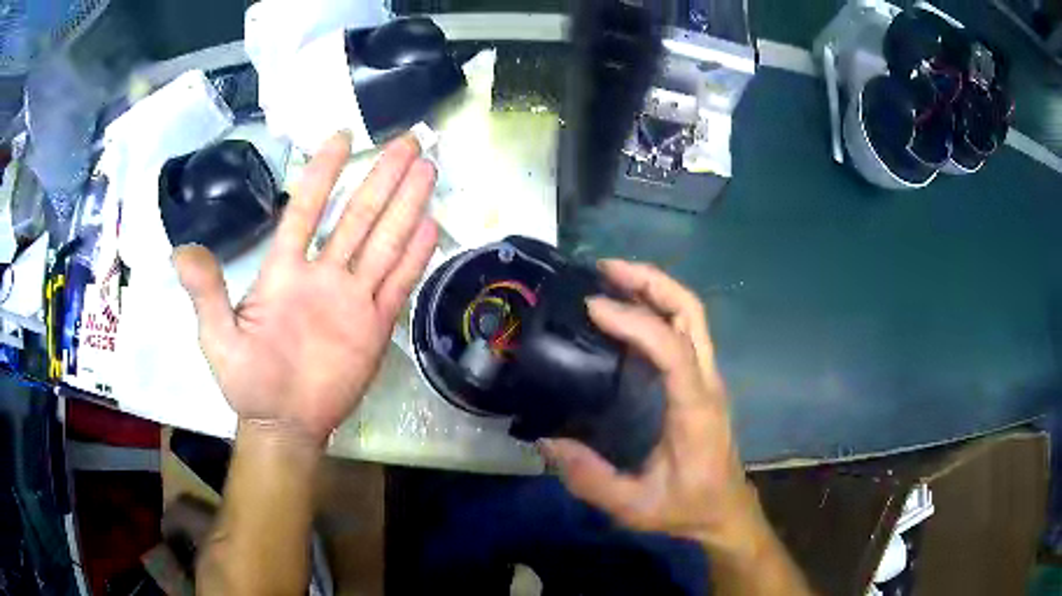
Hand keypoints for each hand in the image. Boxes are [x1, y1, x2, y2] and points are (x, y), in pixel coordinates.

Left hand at [173, 132, 437, 443]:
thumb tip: (180, 252)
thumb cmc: (247, 380)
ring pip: (385, 241)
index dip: (323, 172)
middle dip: (382, 177)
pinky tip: (431, 225)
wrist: (283, 423)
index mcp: (285, 271)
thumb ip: (206, 293)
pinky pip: (398, 283)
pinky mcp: (375, 325)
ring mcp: (353, 298)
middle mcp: (324, 274)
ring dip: (406, 205)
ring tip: (426, 169)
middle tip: (408, 141)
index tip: (342, 137)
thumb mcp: (217, 336)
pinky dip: (415, 256)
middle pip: (358, 215)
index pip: (306, 209)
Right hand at [540, 260, 755, 546]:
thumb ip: (590, 478)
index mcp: (695, 408)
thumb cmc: (687, 507)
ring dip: (654, 288)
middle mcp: (707, 382)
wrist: (726, 511)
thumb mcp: (634, 505)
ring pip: (691, 315)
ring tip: (611, 278)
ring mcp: (708, 378)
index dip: (635, 321)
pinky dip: (656, 308)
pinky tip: (626, 312)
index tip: (594, 307)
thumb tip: (547, 442)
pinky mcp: (701, 380)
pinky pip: (684, 331)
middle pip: (691, 311)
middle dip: (650, 281)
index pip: (673, 348)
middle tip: (605, 270)